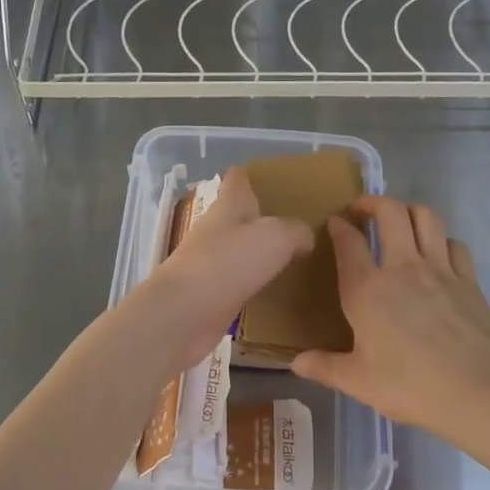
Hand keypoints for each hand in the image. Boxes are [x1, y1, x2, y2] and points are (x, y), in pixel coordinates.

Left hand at [128, 167, 312, 374]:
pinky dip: (257, 282)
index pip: (238, 178)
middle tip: (301, 223)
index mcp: (229, 205)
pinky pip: (240, 281)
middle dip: (265, 216)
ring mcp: (211, 262)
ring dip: (262, 251)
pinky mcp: (212, 293)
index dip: (254, 175)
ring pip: (241, 249)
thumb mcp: (276, 236)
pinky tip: (279, 289)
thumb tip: (305, 238)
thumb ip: (296, 231)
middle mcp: (217, 229)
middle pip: (240, 215)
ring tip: (297, 255)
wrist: (184, 314)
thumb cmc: (228, 263)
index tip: (277, 180)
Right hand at [292, 195, 489, 440]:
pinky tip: (437, 253)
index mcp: (367, 290)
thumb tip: (297, 363)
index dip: (339, 226)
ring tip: (399, 219)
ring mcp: (440, 269)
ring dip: (408, 210)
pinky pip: (454, 243)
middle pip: (389, 212)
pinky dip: (441, 240)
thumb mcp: (359, 382)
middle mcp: (402, 267)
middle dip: (372, 202)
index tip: (335, 222)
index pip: (348, 242)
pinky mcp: (468, 280)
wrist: (478, 392)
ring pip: (426, 216)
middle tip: (362, 210)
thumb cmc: (411, 386)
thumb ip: (326, 367)